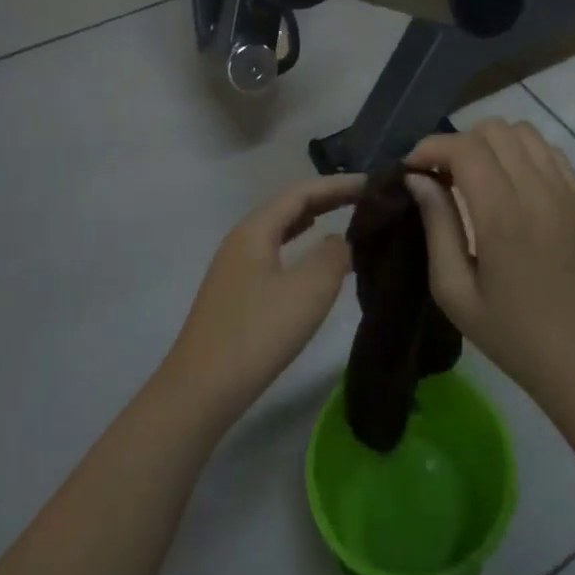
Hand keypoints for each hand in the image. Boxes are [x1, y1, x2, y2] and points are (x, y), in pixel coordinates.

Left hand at [162, 174, 365, 430]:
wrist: (201, 391)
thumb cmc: (258, 333)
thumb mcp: (309, 290)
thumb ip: (333, 255)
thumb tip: (340, 240)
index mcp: (255, 229)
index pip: (302, 191)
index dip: (338, 185)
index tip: (373, 184)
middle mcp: (241, 240)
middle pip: (288, 206)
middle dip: (326, 198)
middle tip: (365, 198)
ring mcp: (234, 268)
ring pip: (280, 230)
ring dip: (312, 220)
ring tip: (344, 218)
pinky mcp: (235, 294)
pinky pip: (274, 252)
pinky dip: (299, 245)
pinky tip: (311, 258)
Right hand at [405, 121, 574, 414]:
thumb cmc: (509, 333)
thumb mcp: (454, 291)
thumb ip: (436, 225)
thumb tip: (418, 179)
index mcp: (502, 216)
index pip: (464, 148)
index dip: (431, 147)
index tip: (413, 170)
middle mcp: (538, 191)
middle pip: (494, 129)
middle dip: (459, 143)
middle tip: (444, 178)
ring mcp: (568, 191)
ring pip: (524, 132)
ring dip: (493, 144)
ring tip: (478, 178)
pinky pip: (550, 151)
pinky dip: (524, 154)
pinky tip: (513, 186)